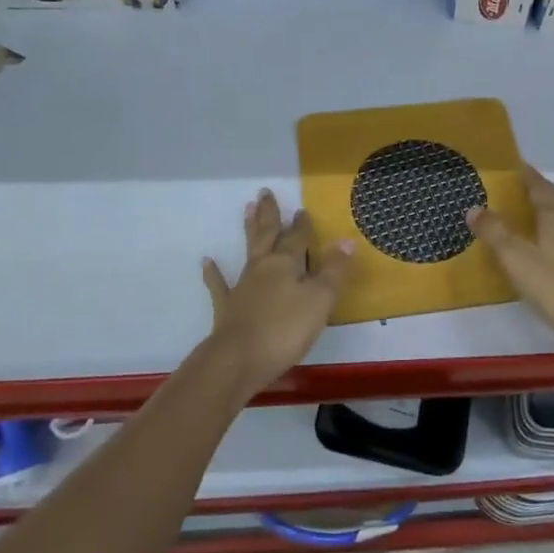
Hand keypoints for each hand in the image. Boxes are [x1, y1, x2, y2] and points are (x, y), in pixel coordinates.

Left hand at [202, 190, 354, 393]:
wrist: (238, 360)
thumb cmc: (285, 329)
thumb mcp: (320, 300)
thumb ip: (334, 271)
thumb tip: (346, 240)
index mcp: (286, 264)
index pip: (297, 238)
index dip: (302, 225)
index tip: (302, 209)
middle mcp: (263, 268)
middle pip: (268, 235)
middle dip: (270, 215)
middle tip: (264, 192)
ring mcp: (242, 287)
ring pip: (248, 252)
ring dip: (249, 231)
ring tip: (247, 209)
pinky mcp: (227, 309)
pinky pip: (219, 286)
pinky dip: (213, 273)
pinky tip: (207, 262)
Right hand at [466, 165, 553, 367]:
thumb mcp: (515, 258)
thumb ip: (494, 232)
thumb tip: (474, 208)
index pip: (541, 186)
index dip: (528, 175)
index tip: (516, 166)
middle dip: (539, 195)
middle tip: (518, 193)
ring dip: (547, 221)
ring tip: (528, 227)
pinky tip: (547, 258)